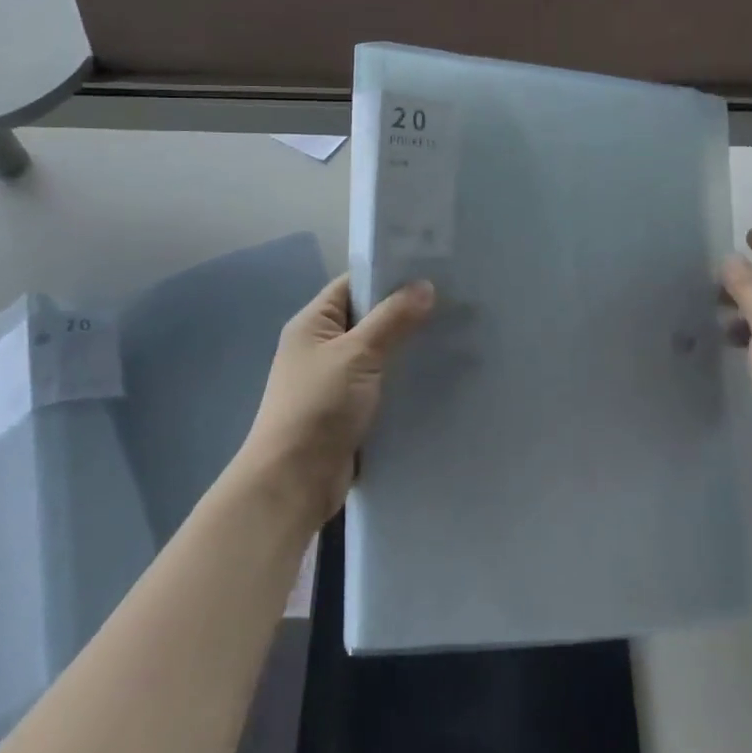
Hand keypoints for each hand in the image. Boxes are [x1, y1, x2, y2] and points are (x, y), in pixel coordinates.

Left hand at [239, 275, 434, 525]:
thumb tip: (425, 285)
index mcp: (313, 323)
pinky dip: (405, 380)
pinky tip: (440, 376)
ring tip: (457, 336)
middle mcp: (322, 347)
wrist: (294, 481)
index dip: (389, 275)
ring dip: (409, 349)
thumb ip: (392, 319)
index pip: (353, 285)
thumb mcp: (357, 355)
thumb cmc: (319, 407)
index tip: (433, 271)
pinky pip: (382, 385)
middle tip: (455, 303)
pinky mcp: (350, 411)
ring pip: (380, 354)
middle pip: (369, 319)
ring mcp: (335, 380)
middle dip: (407, 313)